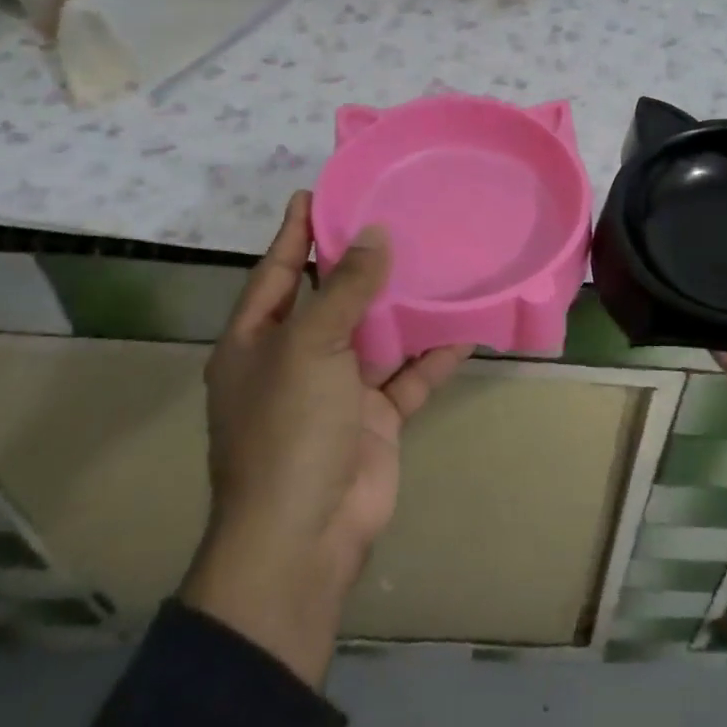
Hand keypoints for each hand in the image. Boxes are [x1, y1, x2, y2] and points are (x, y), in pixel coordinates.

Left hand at [180, 191, 470, 685]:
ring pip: (378, 334)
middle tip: (399, 216)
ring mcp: (338, 390)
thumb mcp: (309, 348)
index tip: (320, 191)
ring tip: (440, 259)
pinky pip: (410, 374)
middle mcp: (296, 360)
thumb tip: (375, 235)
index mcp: (257, 341)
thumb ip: (344, 290)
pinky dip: (436, 353)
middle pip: (332, 298)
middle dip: (362, 263)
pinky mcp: (377, 416)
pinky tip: (468, 326)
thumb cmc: (289, 430)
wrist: (306, 535)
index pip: (278, 270)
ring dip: (406, 306)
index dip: (296, 231)